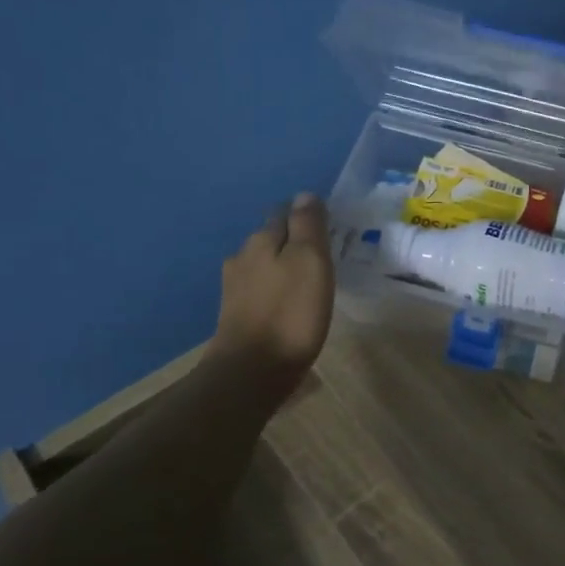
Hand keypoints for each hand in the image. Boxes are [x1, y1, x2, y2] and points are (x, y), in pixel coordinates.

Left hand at [214, 193, 334, 388]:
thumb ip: (308, 225)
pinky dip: (277, 291)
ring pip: (265, 265)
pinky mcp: (236, 315)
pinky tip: (290, 304)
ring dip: (284, 268)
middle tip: (324, 255)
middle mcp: (242, 257)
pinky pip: (262, 291)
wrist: (252, 371)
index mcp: (261, 240)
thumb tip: (305, 194)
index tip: (329, 227)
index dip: (307, 216)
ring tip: (310, 281)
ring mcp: (235, 288)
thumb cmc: (290, 312)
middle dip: (295, 241)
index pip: (285, 212)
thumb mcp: (310, 261)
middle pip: (272, 238)